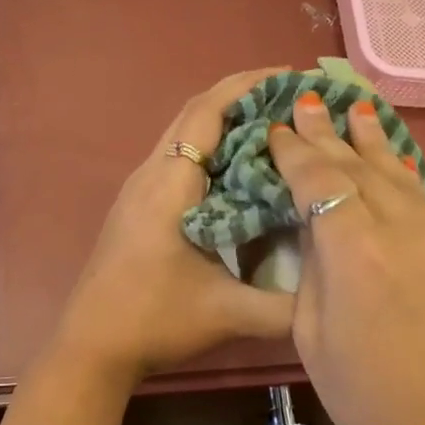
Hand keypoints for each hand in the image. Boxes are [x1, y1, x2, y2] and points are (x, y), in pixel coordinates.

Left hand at [55, 69, 295, 384]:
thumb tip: (334, 291)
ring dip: (226, 122)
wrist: (91, 348)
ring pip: (185, 135)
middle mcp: (151, 174)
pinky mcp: (138, 208)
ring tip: (275, 127)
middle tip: (294, 100)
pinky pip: (179, 159)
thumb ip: (286, 306)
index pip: (208, 110)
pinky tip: (240, 173)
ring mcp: (139, 190)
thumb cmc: (154, 320)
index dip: (249, 85)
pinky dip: (212, 149)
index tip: (292, 76)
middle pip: (195, 113)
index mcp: (171, 183)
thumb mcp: (228, 313)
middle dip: (244, 97)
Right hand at [268, 95, 424, 424]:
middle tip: (311, 101)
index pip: (319, 180)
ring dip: (375, 144)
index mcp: (356, 252)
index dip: (296, 150)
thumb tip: (320, 234)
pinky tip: (395, 171)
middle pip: (362, 167)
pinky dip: (404, 181)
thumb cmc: (371, 407)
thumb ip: (316, 273)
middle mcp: (406, 230)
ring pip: (403, 178)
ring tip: (359, 111)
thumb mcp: (315, 340)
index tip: (281, 125)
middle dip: (332, 134)